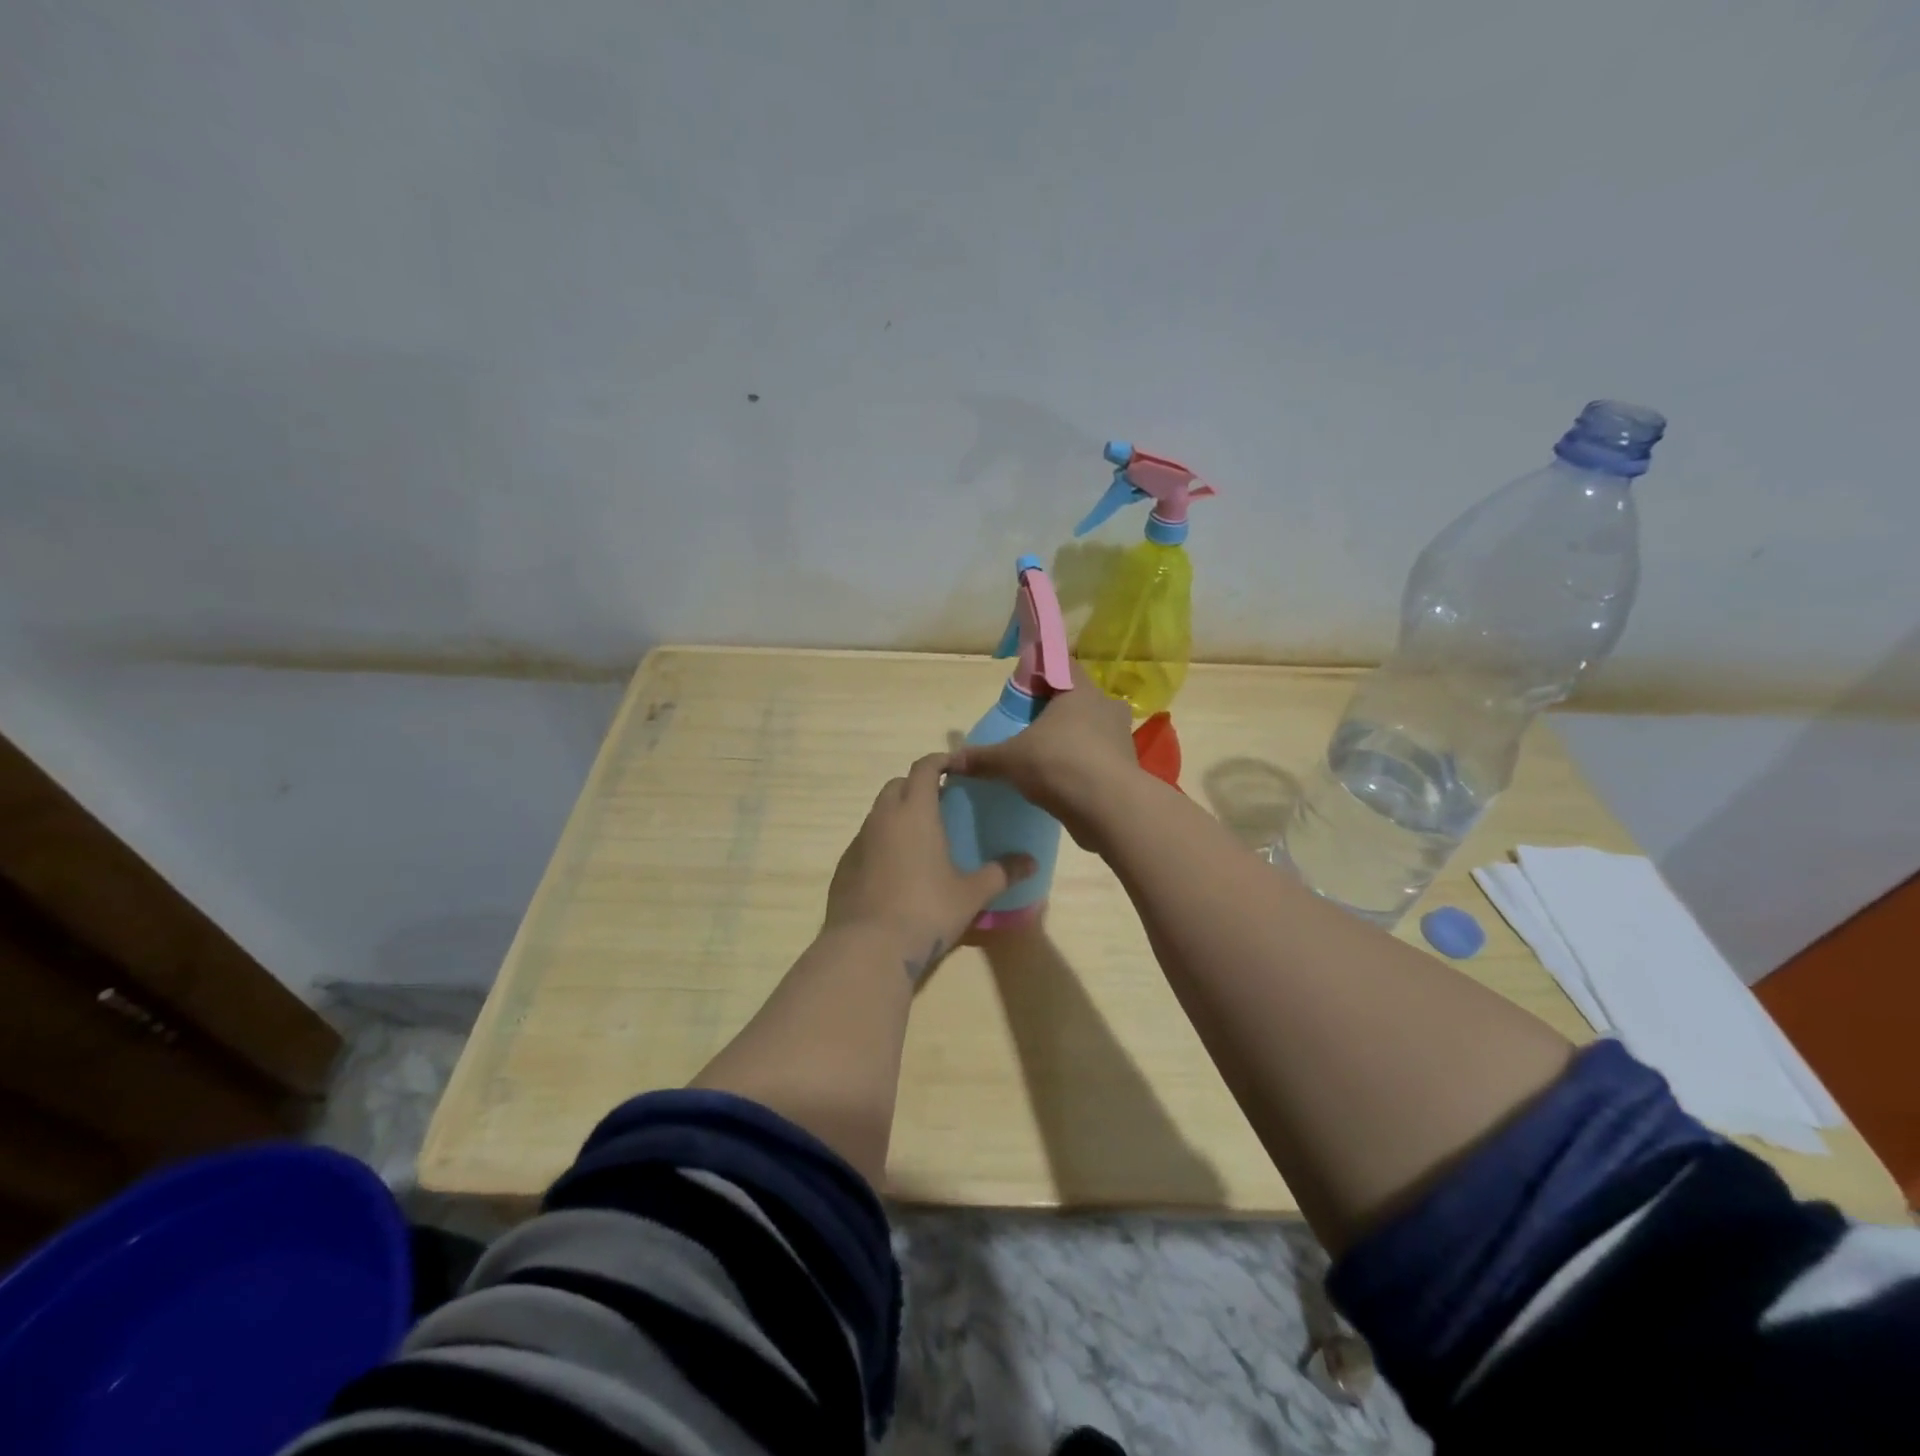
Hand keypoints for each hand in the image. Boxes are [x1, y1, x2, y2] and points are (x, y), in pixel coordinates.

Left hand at [824, 754, 1035, 982]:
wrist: (867, 947)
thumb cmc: (926, 911)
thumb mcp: (971, 894)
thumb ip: (1001, 873)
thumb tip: (1031, 862)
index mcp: (916, 812)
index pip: (924, 768)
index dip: (940, 761)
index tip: (956, 766)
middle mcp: (883, 817)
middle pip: (898, 784)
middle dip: (917, 784)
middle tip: (941, 801)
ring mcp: (859, 841)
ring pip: (879, 812)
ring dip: (898, 813)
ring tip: (920, 837)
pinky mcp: (844, 866)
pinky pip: (866, 840)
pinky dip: (882, 841)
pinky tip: (896, 868)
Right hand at [946, 662, 1140, 846]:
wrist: (1108, 808)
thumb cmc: (1058, 764)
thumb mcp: (1010, 760)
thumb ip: (981, 758)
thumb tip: (949, 761)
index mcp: (1080, 692)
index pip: (1062, 666)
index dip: (1042, 673)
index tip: (1025, 689)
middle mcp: (1106, 708)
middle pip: (1079, 700)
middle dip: (1057, 711)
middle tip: (1032, 726)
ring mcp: (1121, 739)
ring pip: (1093, 731)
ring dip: (1073, 740)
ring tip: (1046, 757)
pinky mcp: (1126, 769)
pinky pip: (1100, 759)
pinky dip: (1083, 766)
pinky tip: (1063, 782)